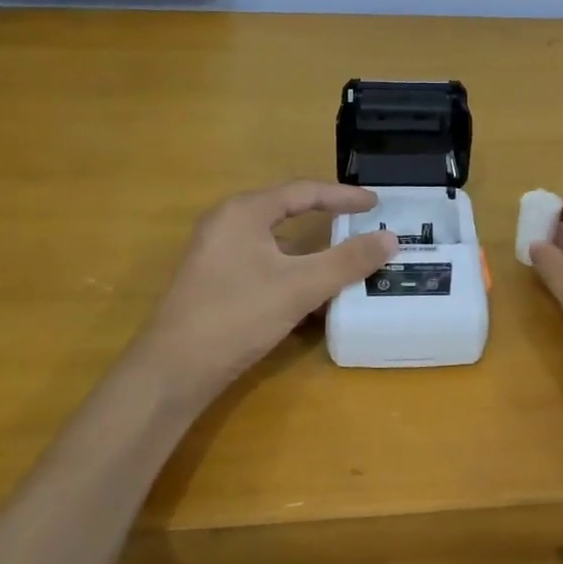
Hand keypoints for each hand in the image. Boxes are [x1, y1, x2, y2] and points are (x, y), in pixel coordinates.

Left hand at [140, 181, 395, 409]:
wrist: (172, 371)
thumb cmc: (236, 316)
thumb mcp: (299, 286)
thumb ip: (347, 261)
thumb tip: (390, 238)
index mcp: (244, 212)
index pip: (303, 192)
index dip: (343, 196)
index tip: (375, 205)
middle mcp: (227, 225)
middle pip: (288, 213)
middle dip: (328, 221)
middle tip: (362, 227)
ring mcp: (217, 255)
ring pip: (276, 244)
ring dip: (312, 253)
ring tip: (346, 262)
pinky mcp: (215, 283)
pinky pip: (264, 266)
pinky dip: (293, 273)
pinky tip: (313, 297)